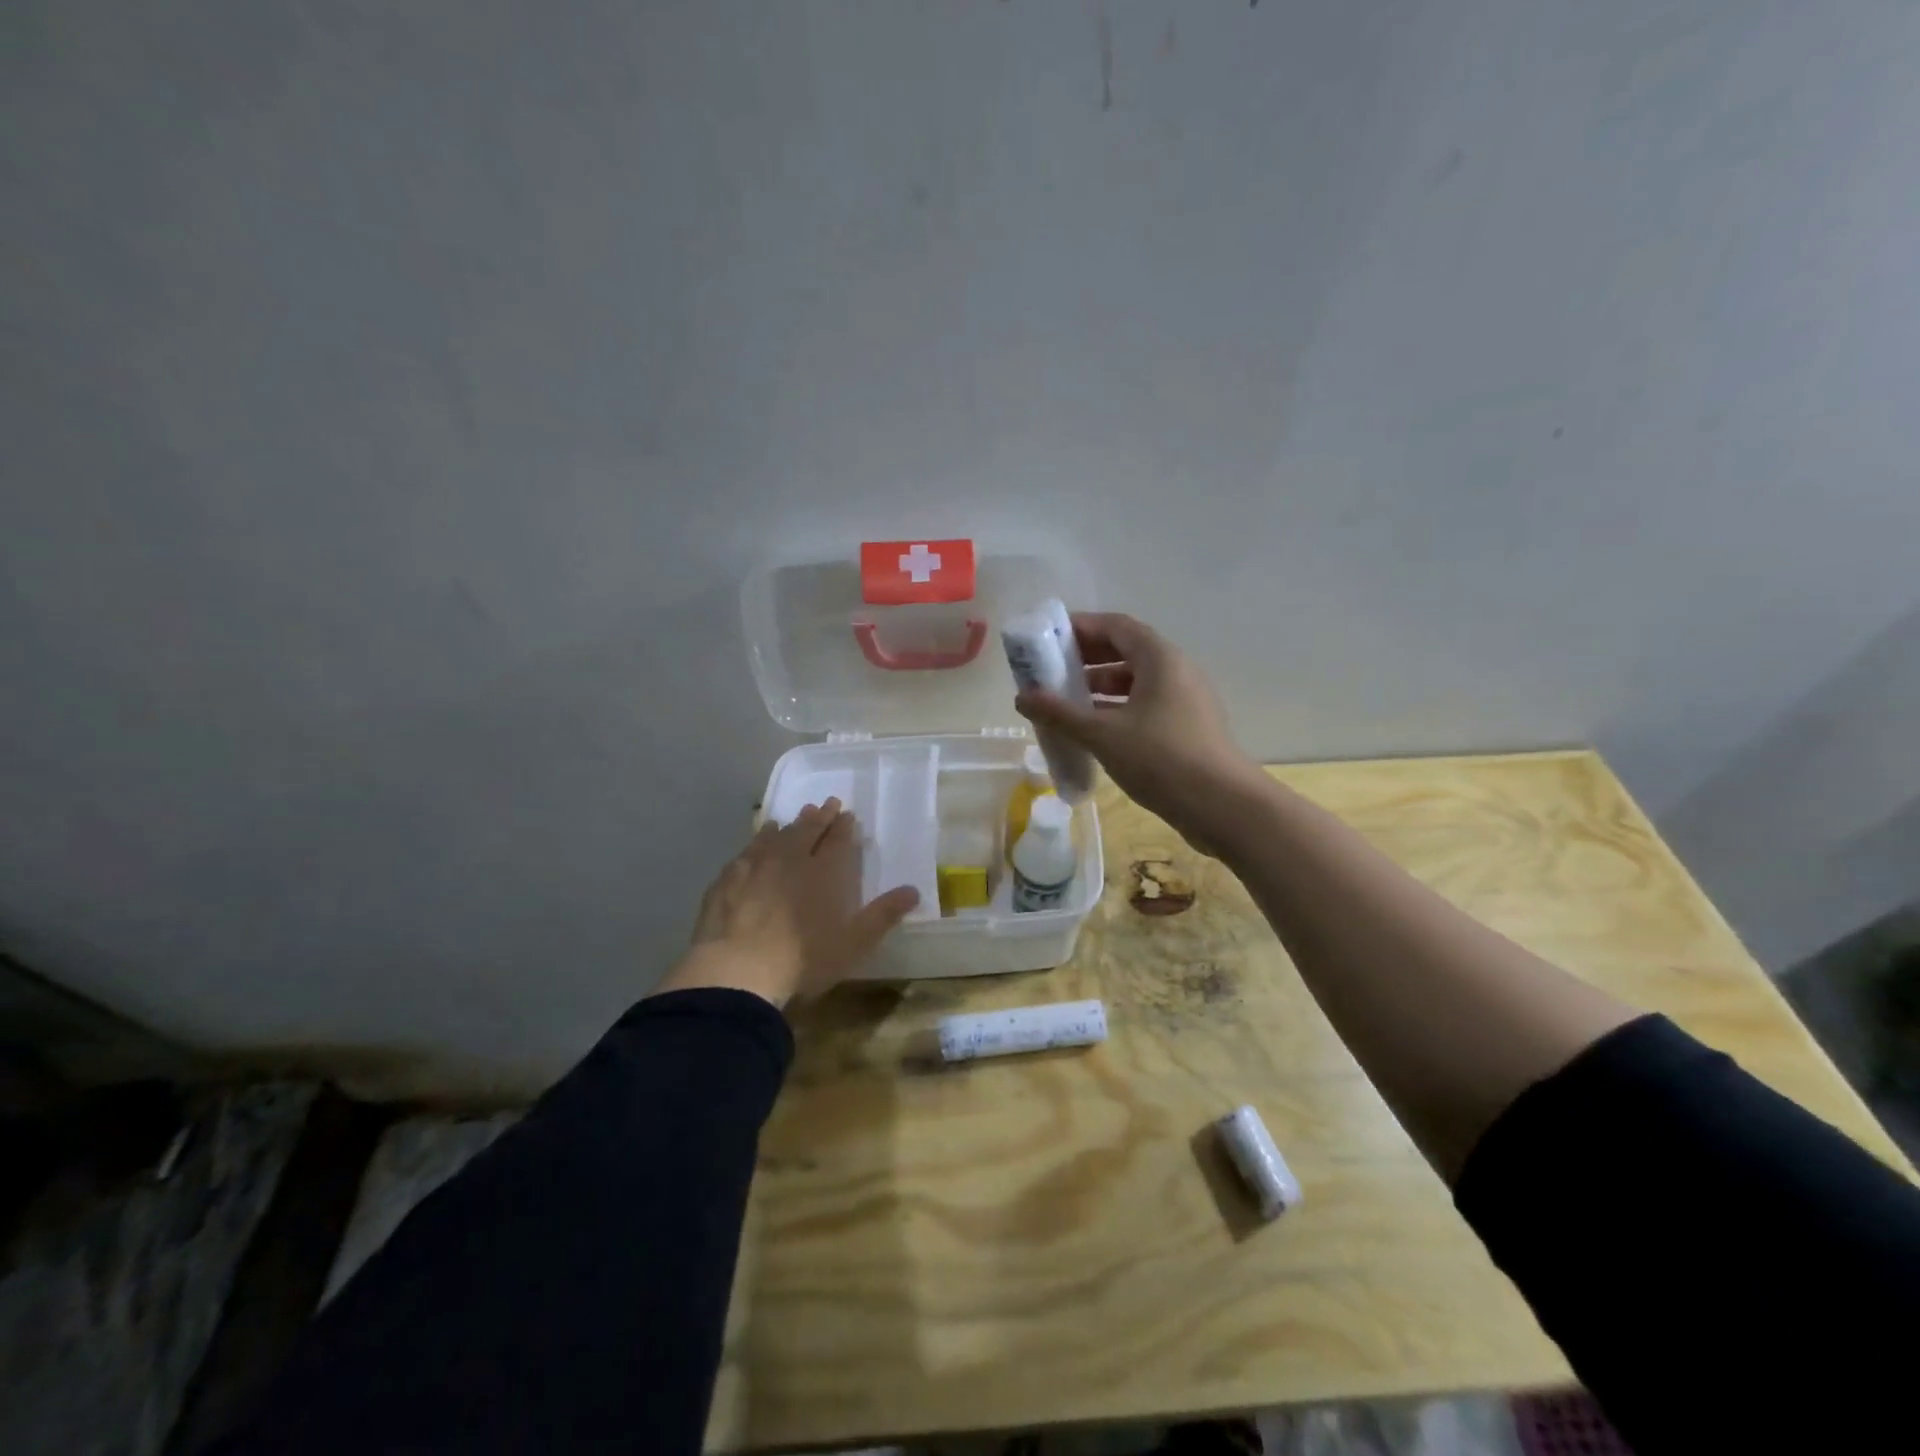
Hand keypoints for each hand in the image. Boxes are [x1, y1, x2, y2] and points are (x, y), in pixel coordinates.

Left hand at [655, 799, 920, 1008]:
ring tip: (790, 820)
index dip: (844, 826)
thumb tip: (913, 891)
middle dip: (819, 816)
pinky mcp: (727, 880)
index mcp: (825, 871)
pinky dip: (755, 844)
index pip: (838, 840)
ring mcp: (755, 866)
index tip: (847, 814)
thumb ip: (883, 914)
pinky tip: (754, 846)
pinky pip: (745, 853)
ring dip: (786, 826)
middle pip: (807, 830)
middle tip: (826, 805)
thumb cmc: (804, 959)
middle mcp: (791, 858)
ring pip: (774, 836)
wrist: (736, 970)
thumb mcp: (854, 943)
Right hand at [1015, 612, 1264, 852]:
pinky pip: (1146, 706)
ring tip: (1066, 703)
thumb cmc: (1161, 758)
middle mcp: (1176, 670)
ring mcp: (1186, 700)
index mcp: (1160, 658)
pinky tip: (1094, 731)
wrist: (1223, 806)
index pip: (1116, 626)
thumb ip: (1060, 713)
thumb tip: (1021, 697)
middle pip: (1126, 651)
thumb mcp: (1102, 735)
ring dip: (1100, 687)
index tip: (1048, 639)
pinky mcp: (1187, 727)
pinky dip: (1117, 710)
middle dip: (1086, 658)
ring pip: (1136, 682)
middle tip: (1051, 671)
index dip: (1081, 627)